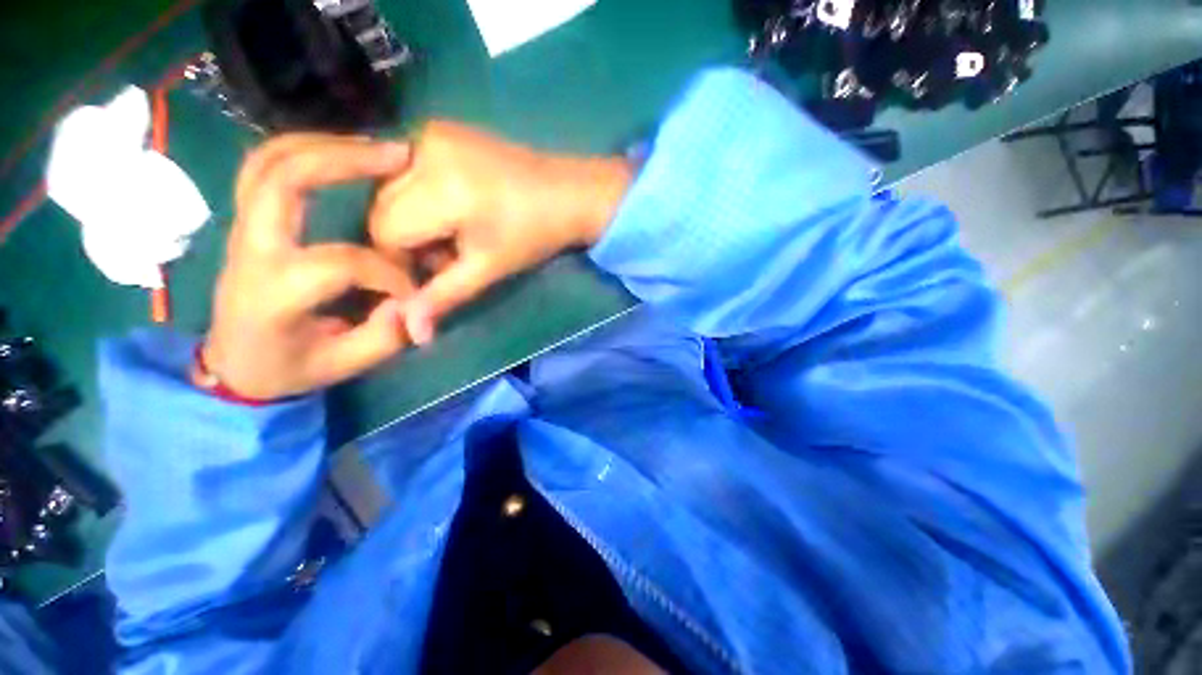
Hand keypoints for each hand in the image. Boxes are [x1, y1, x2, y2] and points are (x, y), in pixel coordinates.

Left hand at [200, 134, 416, 400]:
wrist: (237, 365)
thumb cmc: (291, 368)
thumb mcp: (347, 364)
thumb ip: (387, 334)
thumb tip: (413, 301)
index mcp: (272, 294)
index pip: (337, 263)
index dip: (388, 273)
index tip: (413, 292)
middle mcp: (251, 250)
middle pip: (282, 178)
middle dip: (342, 159)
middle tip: (397, 156)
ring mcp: (243, 228)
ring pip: (267, 160)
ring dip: (322, 144)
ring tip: (374, 148)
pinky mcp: (250, 222)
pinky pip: (266, 168)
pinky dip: (304, 151)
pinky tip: (343, 155)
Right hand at [368, 121, 632, 344]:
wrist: (571, 193)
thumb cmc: (534, 236)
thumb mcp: (488, 268)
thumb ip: (444, 297)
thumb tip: (411, 335)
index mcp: (441, 188)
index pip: (384, 231)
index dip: (402, 261)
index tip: (435, 273)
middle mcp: (425, 149)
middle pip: (382, 208)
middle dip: (407, 241)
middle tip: (451, 254)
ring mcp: (432, 132)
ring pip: (390, 189)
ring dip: (413, 220)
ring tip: (456, 234)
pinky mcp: (441, 129)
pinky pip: (407, 169)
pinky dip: (420, 196)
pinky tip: (455, 209)